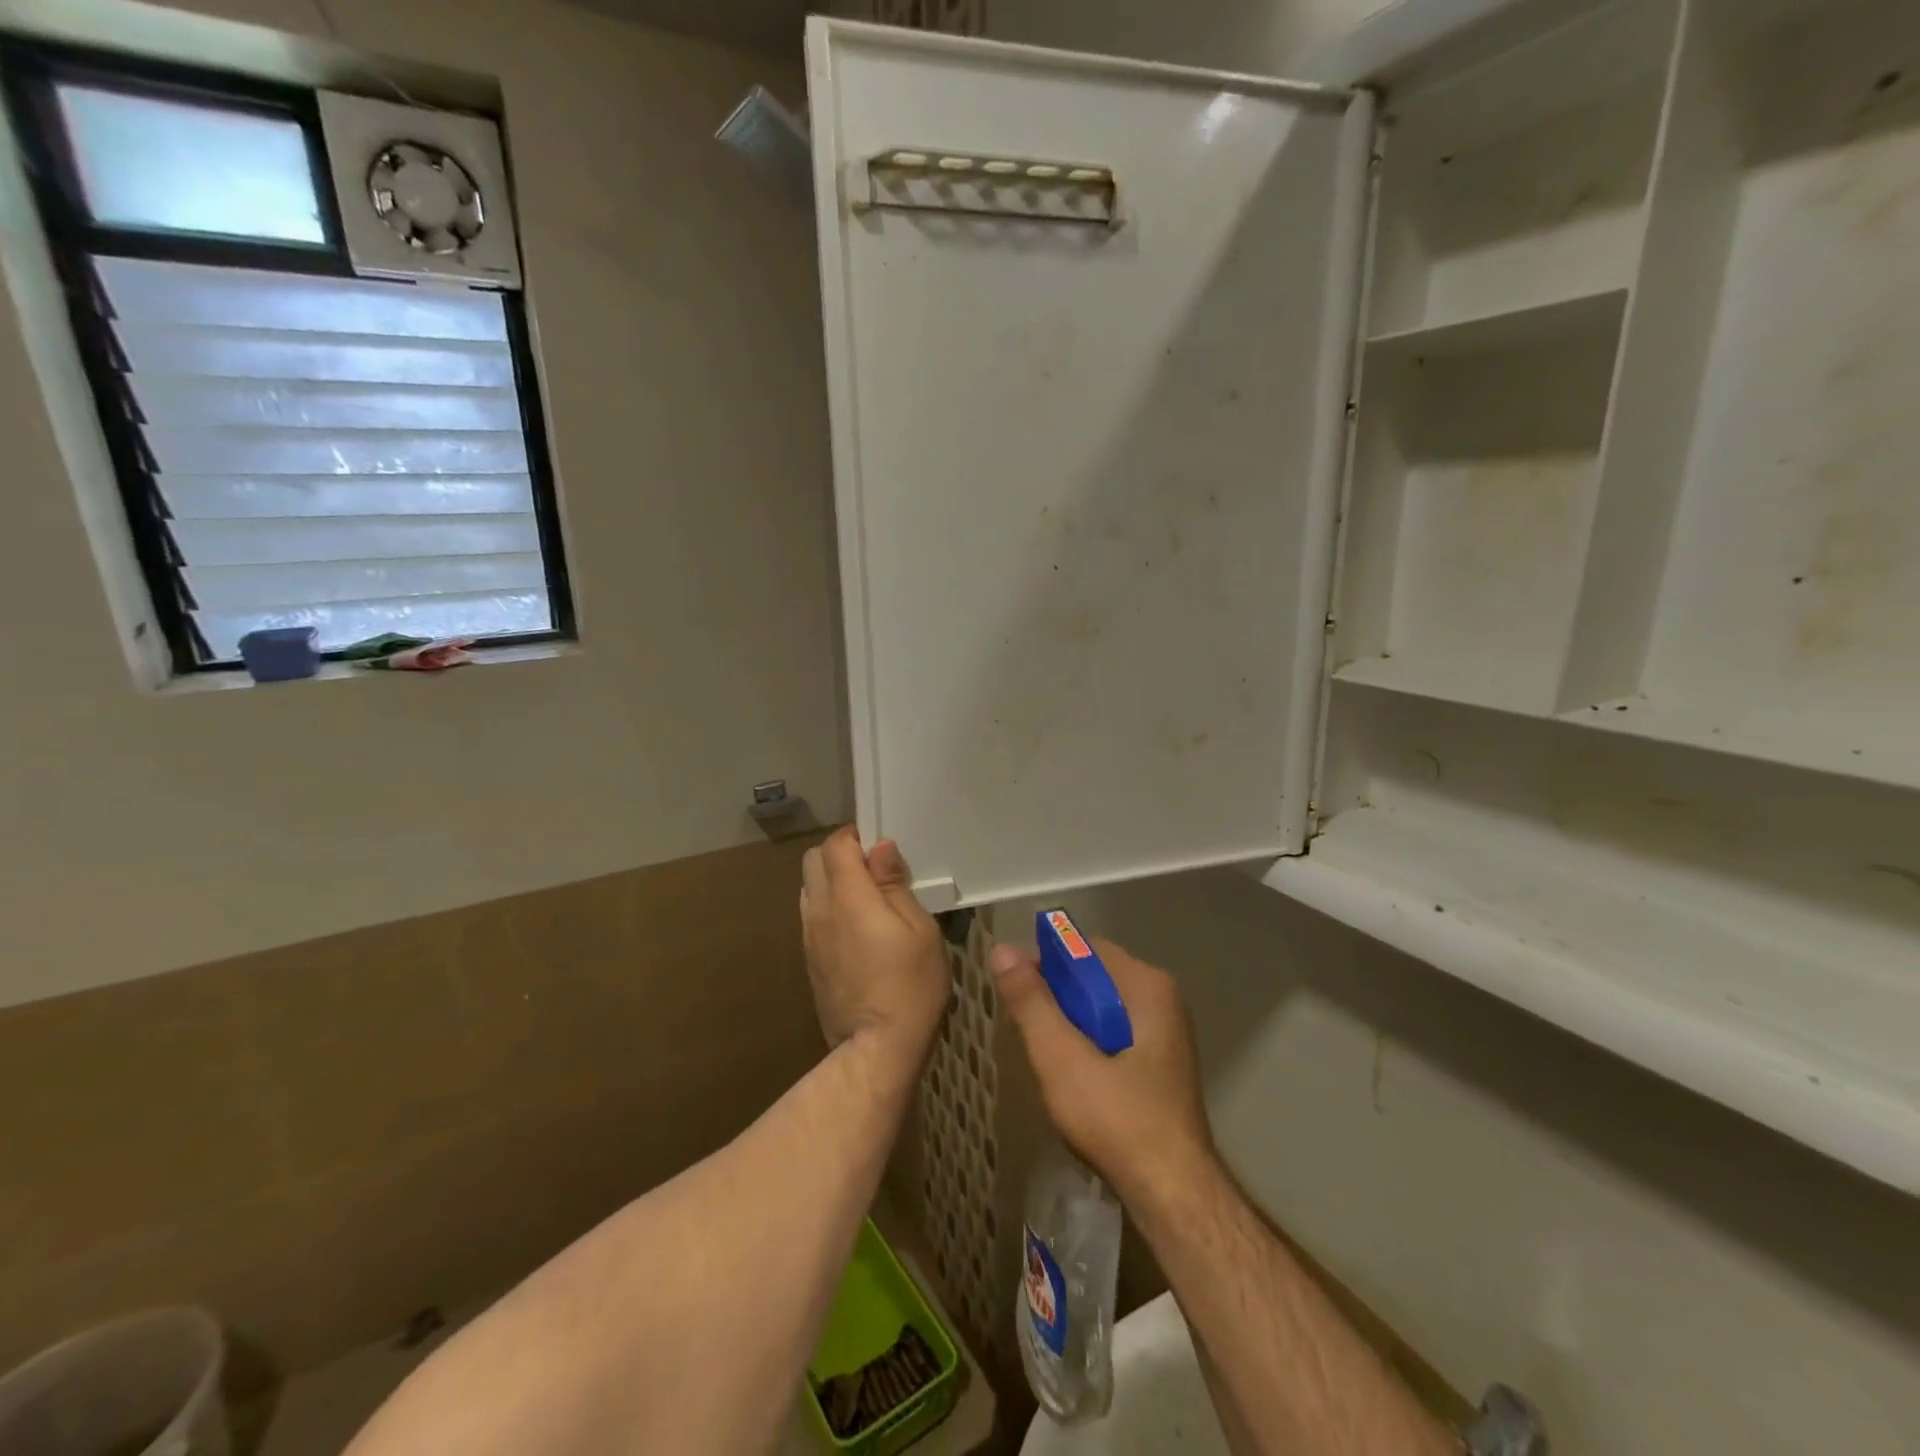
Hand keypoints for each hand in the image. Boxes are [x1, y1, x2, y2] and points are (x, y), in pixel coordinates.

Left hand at [800, 828, 950, 1065]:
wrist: (876, 1047)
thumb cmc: (910, 984)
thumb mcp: (920, 929)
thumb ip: (894, 885)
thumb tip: (880, 849)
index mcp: (847, 897)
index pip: (835, 845)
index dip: (855, 836)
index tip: (879, 847)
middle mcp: (819, 910)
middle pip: (813, 861)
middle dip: (839, 855)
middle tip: (874, 871)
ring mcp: (809, 936)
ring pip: (809, 888)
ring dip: (832, 882)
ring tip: (866, 901)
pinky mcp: (808, 959)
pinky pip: (811, 916)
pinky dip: (829, 908)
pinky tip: (856, 930)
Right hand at [989, 936, 1214, 1207]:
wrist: (1173, 1196)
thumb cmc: (1117, 1119)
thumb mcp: (1061, 1057)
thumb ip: (1031, 1002)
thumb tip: (1001, 949)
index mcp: (1146, 985)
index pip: (1083, 949)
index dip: (1043, 962)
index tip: (1012, 991)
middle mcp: (1161, 999)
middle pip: (1092, 978)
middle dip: (1055, 999)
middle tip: (1025, 1032)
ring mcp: (1165, 1032)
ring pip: (1100, 1008)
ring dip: (1068, 1025)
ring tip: (1046, 1059)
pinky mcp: (1160, 1063)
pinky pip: (1113, 1033)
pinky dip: (1087, 1045)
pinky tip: (1072, 1079)